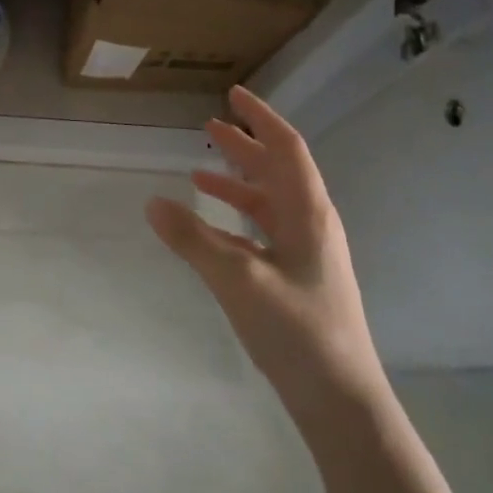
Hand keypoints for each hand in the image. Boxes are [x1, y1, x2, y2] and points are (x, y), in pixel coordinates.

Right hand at [146, 85, 386, 418]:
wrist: (340, 397)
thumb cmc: (296, 331)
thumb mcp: (237, 280)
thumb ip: (193, 240)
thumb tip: (152, 202)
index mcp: (309, 213)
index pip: (286, 149)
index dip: (261, 118)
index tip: (233, 94)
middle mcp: (312, 224)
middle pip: (277, 171)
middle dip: (245, 145)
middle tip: (209, 126)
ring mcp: (307, 253)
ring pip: (270, 202)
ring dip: (237, 182)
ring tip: (200, 171)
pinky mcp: (298, 277)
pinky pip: (264, 231)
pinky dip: (237, 219)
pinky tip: (212, 228)